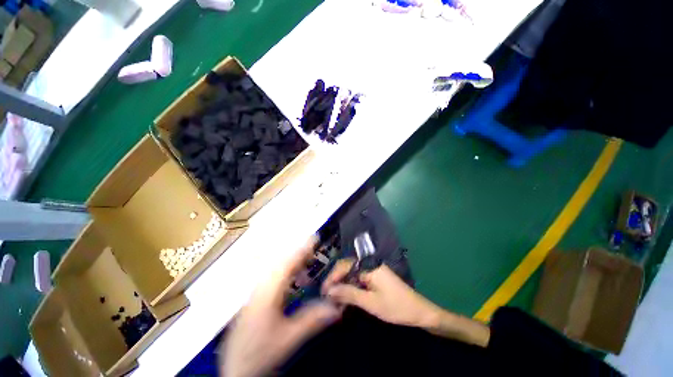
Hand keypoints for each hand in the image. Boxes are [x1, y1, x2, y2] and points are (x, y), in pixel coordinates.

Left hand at [222, 238, 341, 376]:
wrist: (235, 369)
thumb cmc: (259, 353)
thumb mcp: (288, 338)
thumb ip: (312, 320)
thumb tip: (334, 307)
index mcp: (267, 293)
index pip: (287, 263)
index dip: (301, 249)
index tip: (314, 238)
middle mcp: (260, 287)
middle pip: (280, 261)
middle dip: (298, 251)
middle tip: (313, 246)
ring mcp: (256, 292)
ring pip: (275, 267)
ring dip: (292, 260)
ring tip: (306, 258)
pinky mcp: (255, 297)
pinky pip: (272, 275)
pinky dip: (285, 270)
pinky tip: (292, 276)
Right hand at [321, 259, 439, 327]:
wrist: (418, 311)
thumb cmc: (395, 306)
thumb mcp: (370, 302)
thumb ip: (349, 294)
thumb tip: (329, 291)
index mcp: (368, 265)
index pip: (344, 266)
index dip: (331, 278)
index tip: (323, 292)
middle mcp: (369, 264)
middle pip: (346, 268)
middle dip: (336, 281)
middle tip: (327, 298)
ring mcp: (372, 270)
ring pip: (351, 274)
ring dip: (342, 286)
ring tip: (335, 301)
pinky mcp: (374, 277)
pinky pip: (358, 279)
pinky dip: (351, 288)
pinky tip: (346, 298)